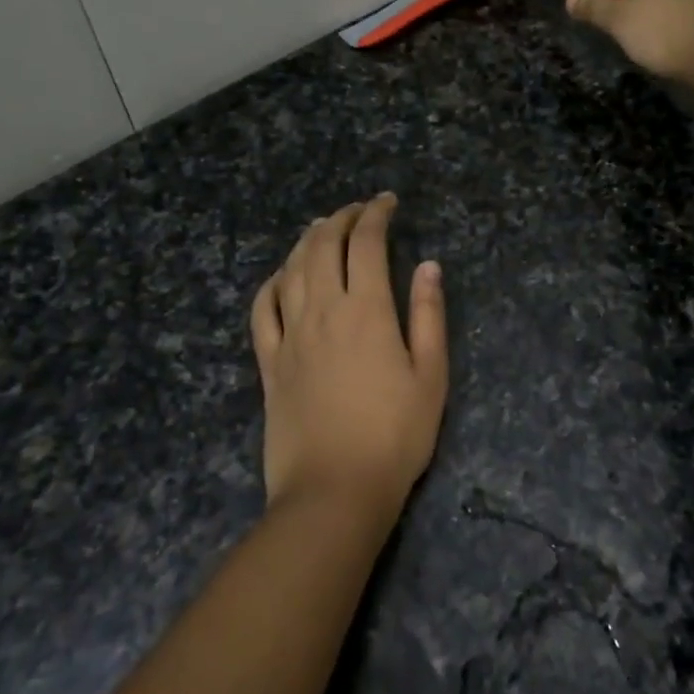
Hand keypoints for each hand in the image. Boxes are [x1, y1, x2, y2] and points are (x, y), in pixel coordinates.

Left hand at [250, 195, 448, 520]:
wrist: (334, 491)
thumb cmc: (395, 437)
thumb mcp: (431, 377)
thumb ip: (428, 316)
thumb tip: (429, 266)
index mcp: (366, 311)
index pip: (366, 244)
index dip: (376, 215)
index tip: (387, 202)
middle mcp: (322, 312)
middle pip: (322, 247)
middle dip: (340, 219)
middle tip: (357, 210)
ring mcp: (290, 337)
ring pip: (291, 270)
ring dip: (306, 241)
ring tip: (321, 229)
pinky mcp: (269, 363)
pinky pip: (262, 310)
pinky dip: (272, 283)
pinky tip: (282, 277)